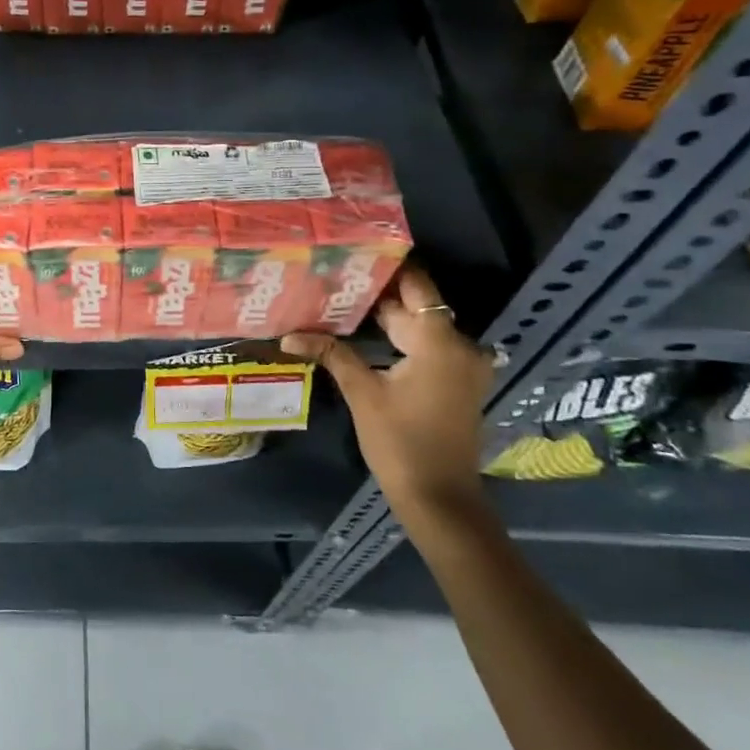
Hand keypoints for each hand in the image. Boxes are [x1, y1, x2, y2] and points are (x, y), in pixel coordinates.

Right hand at [282, 266, 493, 522]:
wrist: (439, 499)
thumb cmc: (400, 443)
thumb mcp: (362, 393)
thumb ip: (331, 354)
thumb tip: (288, 335)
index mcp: (440, 341)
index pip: (415, 286)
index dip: (387, 266)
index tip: (354, 250)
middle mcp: (459, 345)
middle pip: (414, 305)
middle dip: (376, 292)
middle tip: (334, 274)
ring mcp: (460, 365)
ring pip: (418, 326)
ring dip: (385, 316)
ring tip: (340, 299)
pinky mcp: (455, 382)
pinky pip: (425, 346)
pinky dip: (398, 338)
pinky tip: (363, 334)